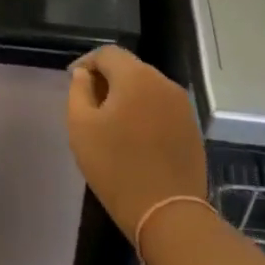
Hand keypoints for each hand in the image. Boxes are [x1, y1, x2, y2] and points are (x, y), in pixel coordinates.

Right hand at [66, 47, 207, 236]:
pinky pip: (161, 107)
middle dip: (107, 78)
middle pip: (130, 68)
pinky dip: (144, 111)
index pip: (108, 53)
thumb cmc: (115, 167)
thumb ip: (78, 92)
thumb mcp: (82, 127)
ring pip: (147, 87)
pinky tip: (133, 135)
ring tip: (109, 120)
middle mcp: (164, 83)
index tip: (72, 80)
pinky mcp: (191, 127)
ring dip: (126, 95)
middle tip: (88, 101)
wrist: (167, 211)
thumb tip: (84, 74)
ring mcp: (182, 105)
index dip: (86, 62)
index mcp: (136, 77)